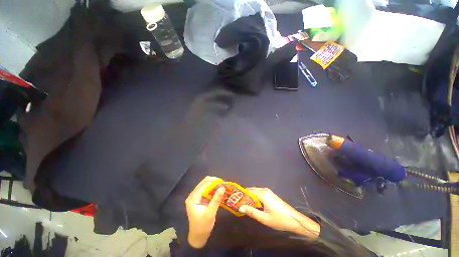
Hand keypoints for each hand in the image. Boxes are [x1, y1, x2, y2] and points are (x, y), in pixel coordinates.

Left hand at [185, 176, 225, 247]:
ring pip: (205, 185)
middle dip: (213, 181)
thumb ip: (216, 200)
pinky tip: (218, 191)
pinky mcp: (198, 199)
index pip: (203, 185)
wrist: (198, 237)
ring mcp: (195, 197)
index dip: (213, 181)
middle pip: (203, 183)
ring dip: (213, 184)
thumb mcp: (210, 213)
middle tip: (223, 184)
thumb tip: (223, 187)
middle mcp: (192, 195)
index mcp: (193, 198)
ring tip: (222, 186)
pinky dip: (212, 189)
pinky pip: (206, 190)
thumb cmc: (203, 226)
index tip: (223, 182)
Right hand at [239, 188, 319, 238]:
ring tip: (243, 203)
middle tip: (238, 202)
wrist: (294, 220)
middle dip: (245, 195)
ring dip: (249, 197)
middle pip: (252, 190)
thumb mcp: (264, 218)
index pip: (249, 191)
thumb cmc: (279, 219)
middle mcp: (265, 190)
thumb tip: (240, 207)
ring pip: (255, 192)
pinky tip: (252, 204)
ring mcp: (268, 192)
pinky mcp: (271, 195)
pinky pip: (259, 194)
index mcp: (263, 194)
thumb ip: (251, 212)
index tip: (235, 199)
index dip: (241, 195)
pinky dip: (254, 197)